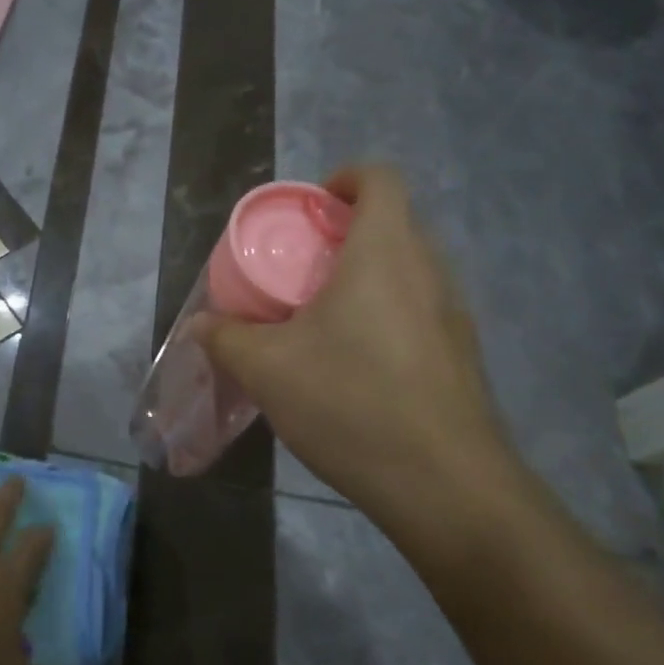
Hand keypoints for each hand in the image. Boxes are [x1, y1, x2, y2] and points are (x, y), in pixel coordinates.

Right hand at [202, 165, 519, 523]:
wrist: (444, 485)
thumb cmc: (350, 402)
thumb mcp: (268, 369)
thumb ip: (226, 338)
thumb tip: (200, 324)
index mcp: (385, 252)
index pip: (380, 179)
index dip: (344, 179)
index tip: (309, 210)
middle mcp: (429, 270)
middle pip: (393, 223)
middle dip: (345, 234)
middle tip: (301, 269)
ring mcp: (454, 314)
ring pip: (408, 269)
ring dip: (367, 277)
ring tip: (323, 318)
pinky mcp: (463, 355)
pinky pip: (421, 310)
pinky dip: (387, 314)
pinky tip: (357, 364)